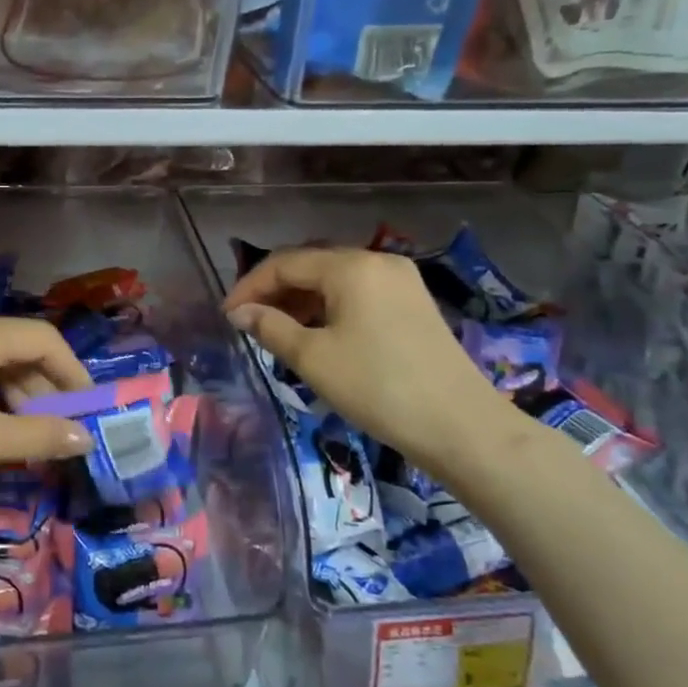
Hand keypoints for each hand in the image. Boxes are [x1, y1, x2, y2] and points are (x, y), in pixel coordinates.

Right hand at [224, 247, 515, 477]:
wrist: (460, 425)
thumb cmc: (378, 387)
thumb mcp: (313, 358)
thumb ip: (270, 327)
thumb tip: (240, 312)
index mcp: (351, 266)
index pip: (284, 263)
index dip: (250, 286)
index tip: (227, 316)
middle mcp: (377, 261)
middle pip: (311, 265)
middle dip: (275, 291)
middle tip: (249, 322)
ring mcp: (400, 280)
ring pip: (335, 280)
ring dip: (302, 300)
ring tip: (277, 331)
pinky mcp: (413, 303)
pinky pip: (359, 293)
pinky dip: (330, 308)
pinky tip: (317, 334)